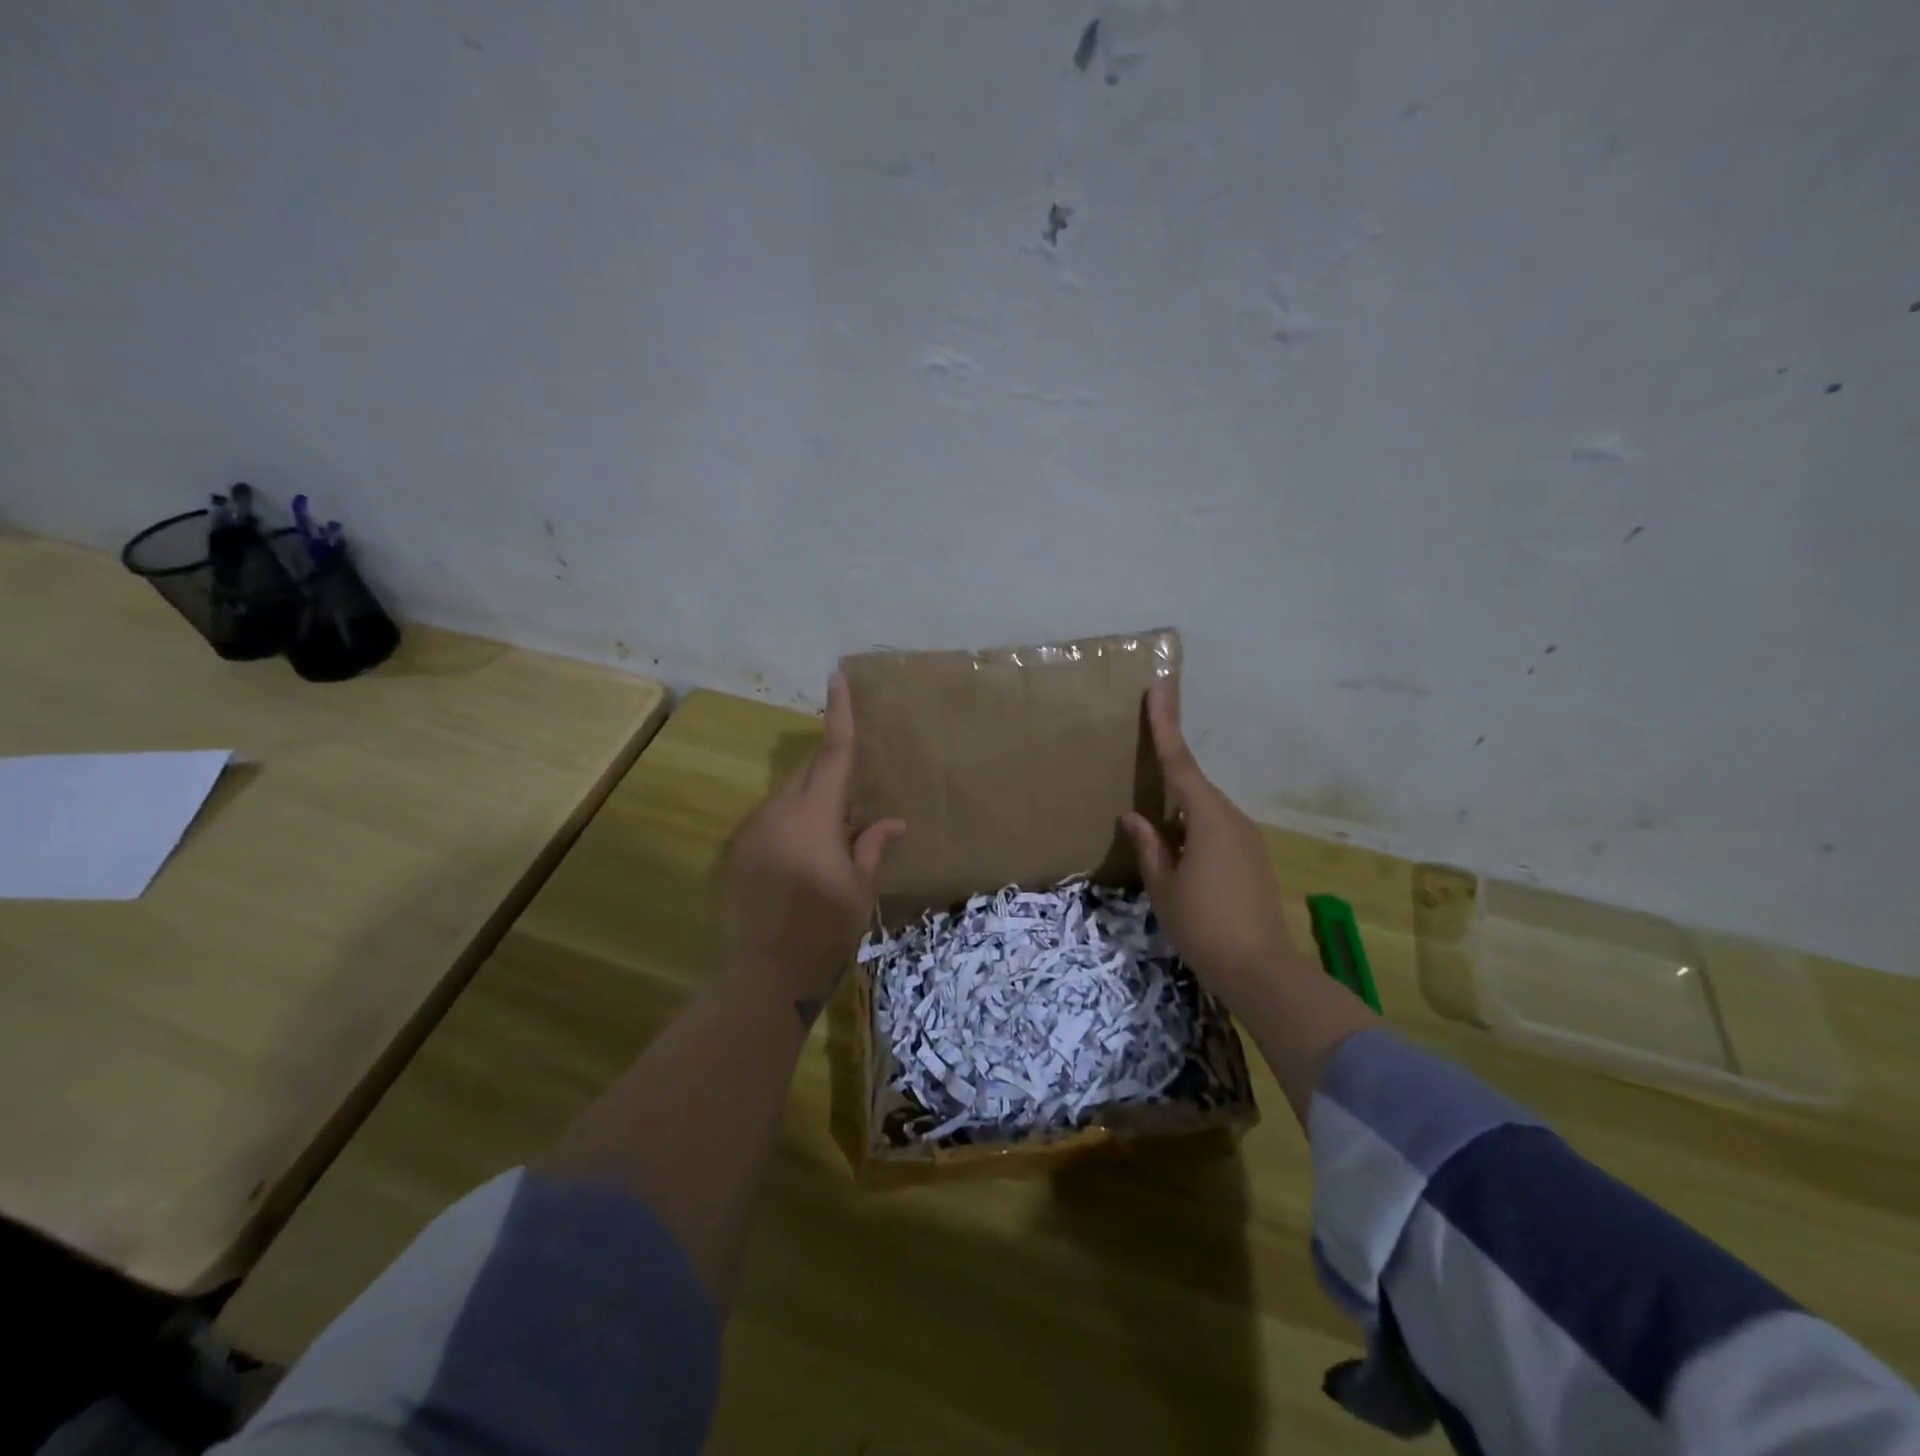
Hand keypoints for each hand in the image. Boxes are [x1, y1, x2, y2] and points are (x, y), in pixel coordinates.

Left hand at [716, 672, 904, 1027]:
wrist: (763, 978)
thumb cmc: (824, 932)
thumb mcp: (859, 890)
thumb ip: (871, 847)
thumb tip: (892, 821)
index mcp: (813, 816)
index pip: (832, 754)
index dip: (838, 714)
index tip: (836, 677)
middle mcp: (776, 814)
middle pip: (806, 775)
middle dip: (828, 772)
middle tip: (852, 793)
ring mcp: (749, 834)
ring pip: (785, 802)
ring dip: (809, 807)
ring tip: (830, 840)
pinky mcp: (733, 856)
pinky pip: (767, 826)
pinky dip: (788, 830)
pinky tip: (799, 865)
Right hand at [1119, 681, 1306, 1011]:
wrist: (1261, 970)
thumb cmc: (1203, 925)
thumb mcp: (1164, 886)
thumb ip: (1149, 846)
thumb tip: (1133, 817)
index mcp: (1207, 818)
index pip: (1179, 762)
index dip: (1165, 724)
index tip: (1159, 686)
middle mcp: (1232, 818)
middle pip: (1193, 784)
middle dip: (1168, 771)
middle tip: (1145, 752)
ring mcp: (1247, 838)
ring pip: (1204, 810)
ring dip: (1179, 810)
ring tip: (1154, 826)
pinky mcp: (1253, 858)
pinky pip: (1216, 829)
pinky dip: (1193, 830)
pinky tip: (1178, 853)